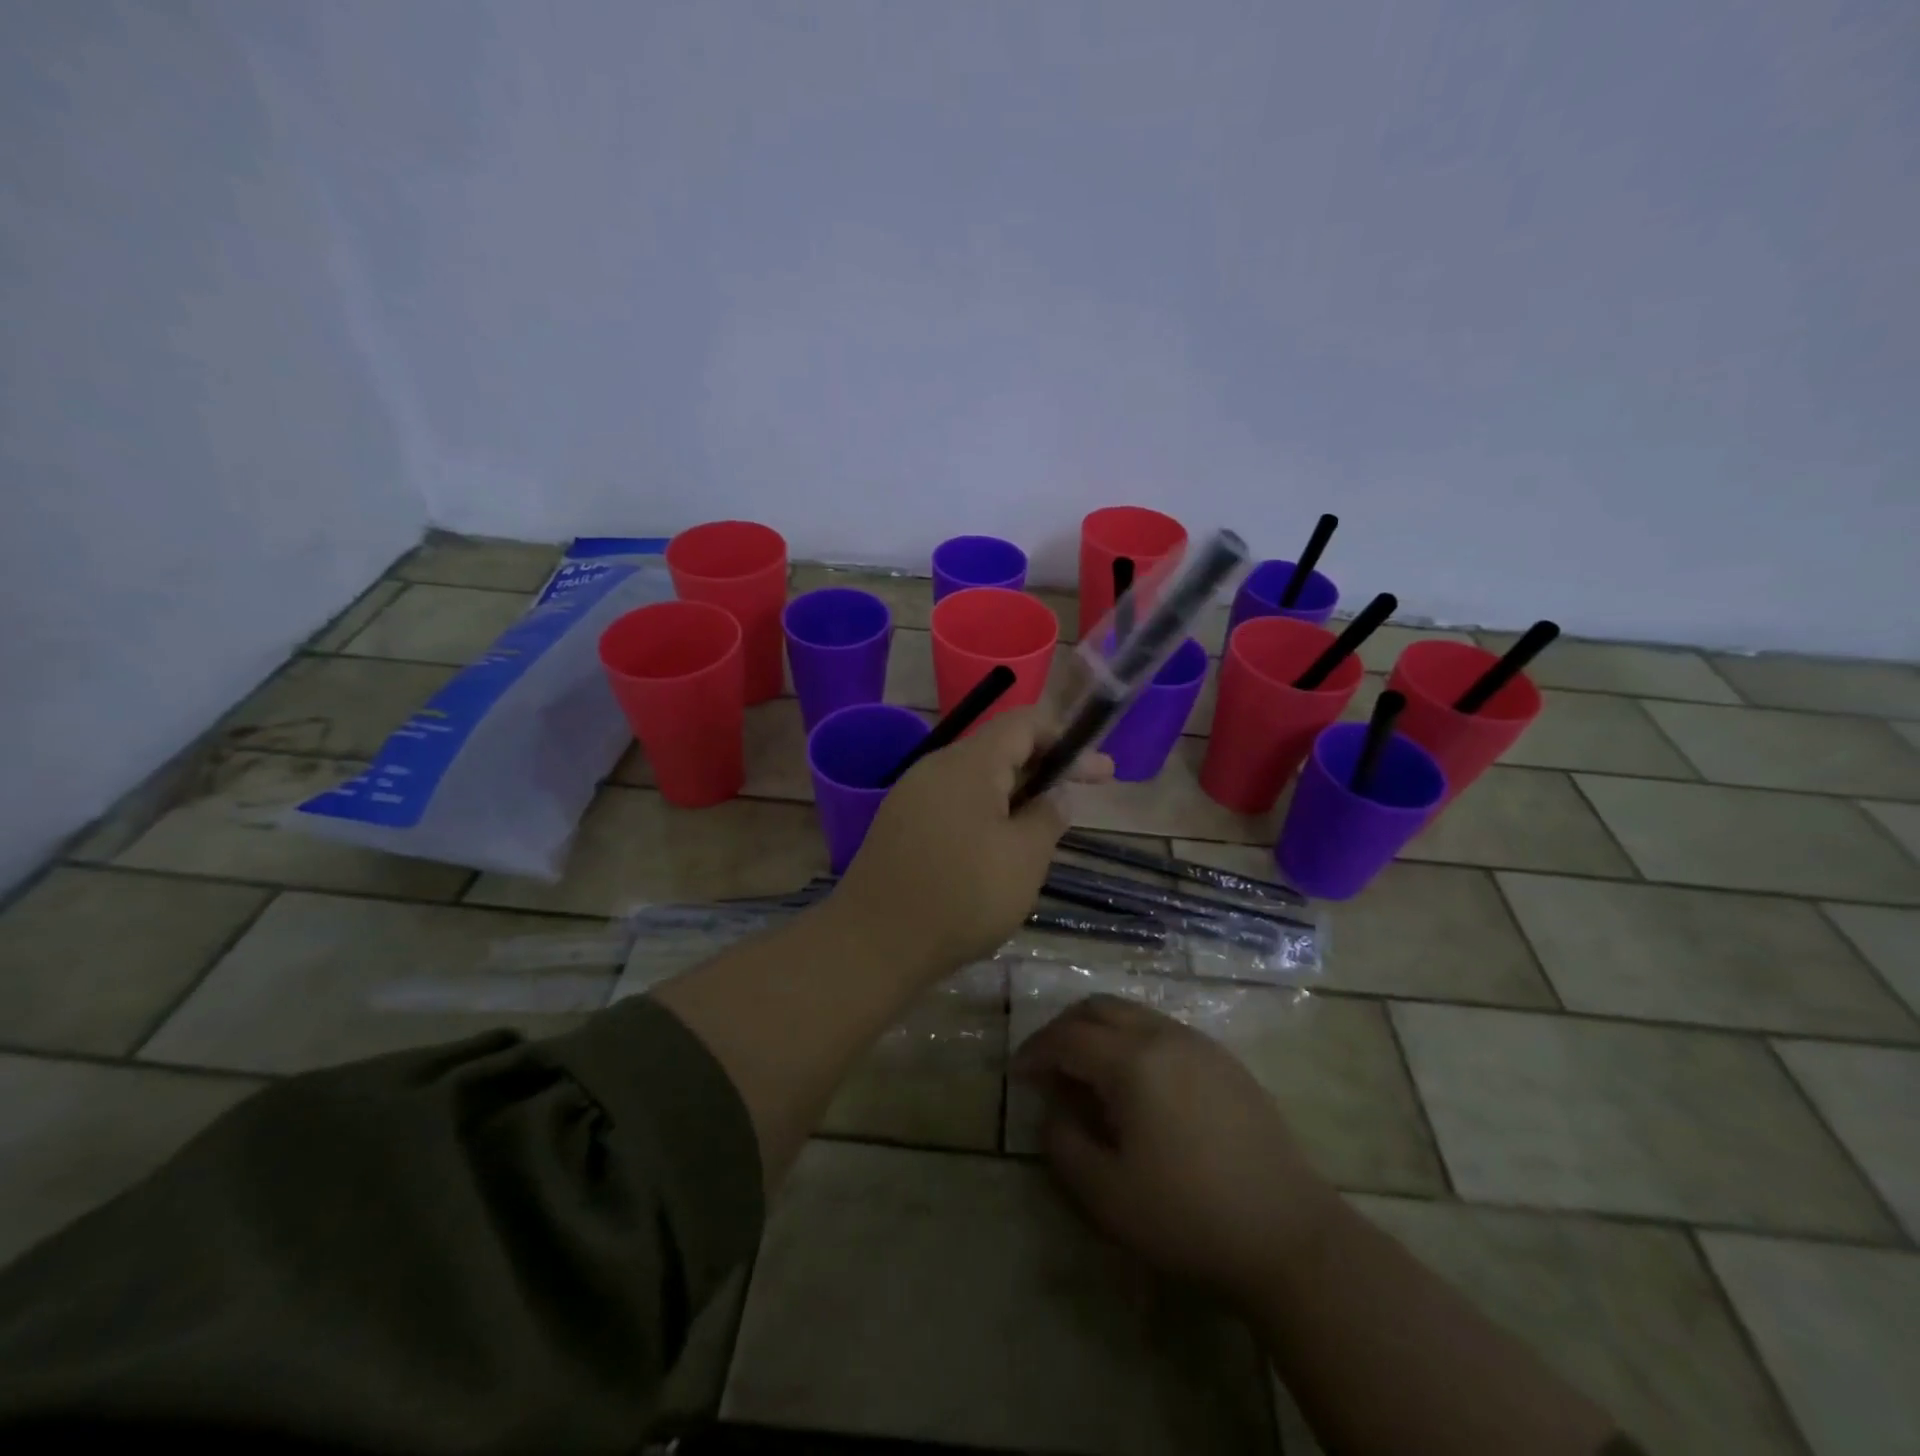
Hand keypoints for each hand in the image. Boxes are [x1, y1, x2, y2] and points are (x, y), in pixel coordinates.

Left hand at [830, 708, 1110, 974]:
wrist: (874, 943)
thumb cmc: (962, 895)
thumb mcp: (1024, 858)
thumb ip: (1047, 816)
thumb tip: (1056, 794)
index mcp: (969, 764)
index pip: (1023, 723)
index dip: (1065, 737)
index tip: (1097, 768)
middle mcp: (936, 768)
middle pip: (999, 749)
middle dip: (1045, 768)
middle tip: (1086, 793)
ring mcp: (913, 796)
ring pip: (977, 780)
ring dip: (1017, 794)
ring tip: (1047, 825)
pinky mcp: (901, 825)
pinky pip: (954, 804)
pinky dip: (987, 813)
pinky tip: (1001, 846)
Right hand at [1014, 995, 1339, 1304]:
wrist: (1288, 1235)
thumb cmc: (1188, 1217)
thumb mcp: (1105, 1194)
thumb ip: (1062, 1142)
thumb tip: (1054, 1107)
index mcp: (1131, 1061)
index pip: (1067, 1037)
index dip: (1035, 1051)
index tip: (1017, 1074)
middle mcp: (1163, 1036)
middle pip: (1099, 1007)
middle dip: (1064, 1029)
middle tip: (1049, 1066)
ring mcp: (1199, 1043)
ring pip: (1133, 1013)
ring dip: (1100, 1031)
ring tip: (1089, 1075)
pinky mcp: (1224, 1060)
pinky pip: (1163, 1029)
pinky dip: (1133, 1040)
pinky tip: (1137, 1085)